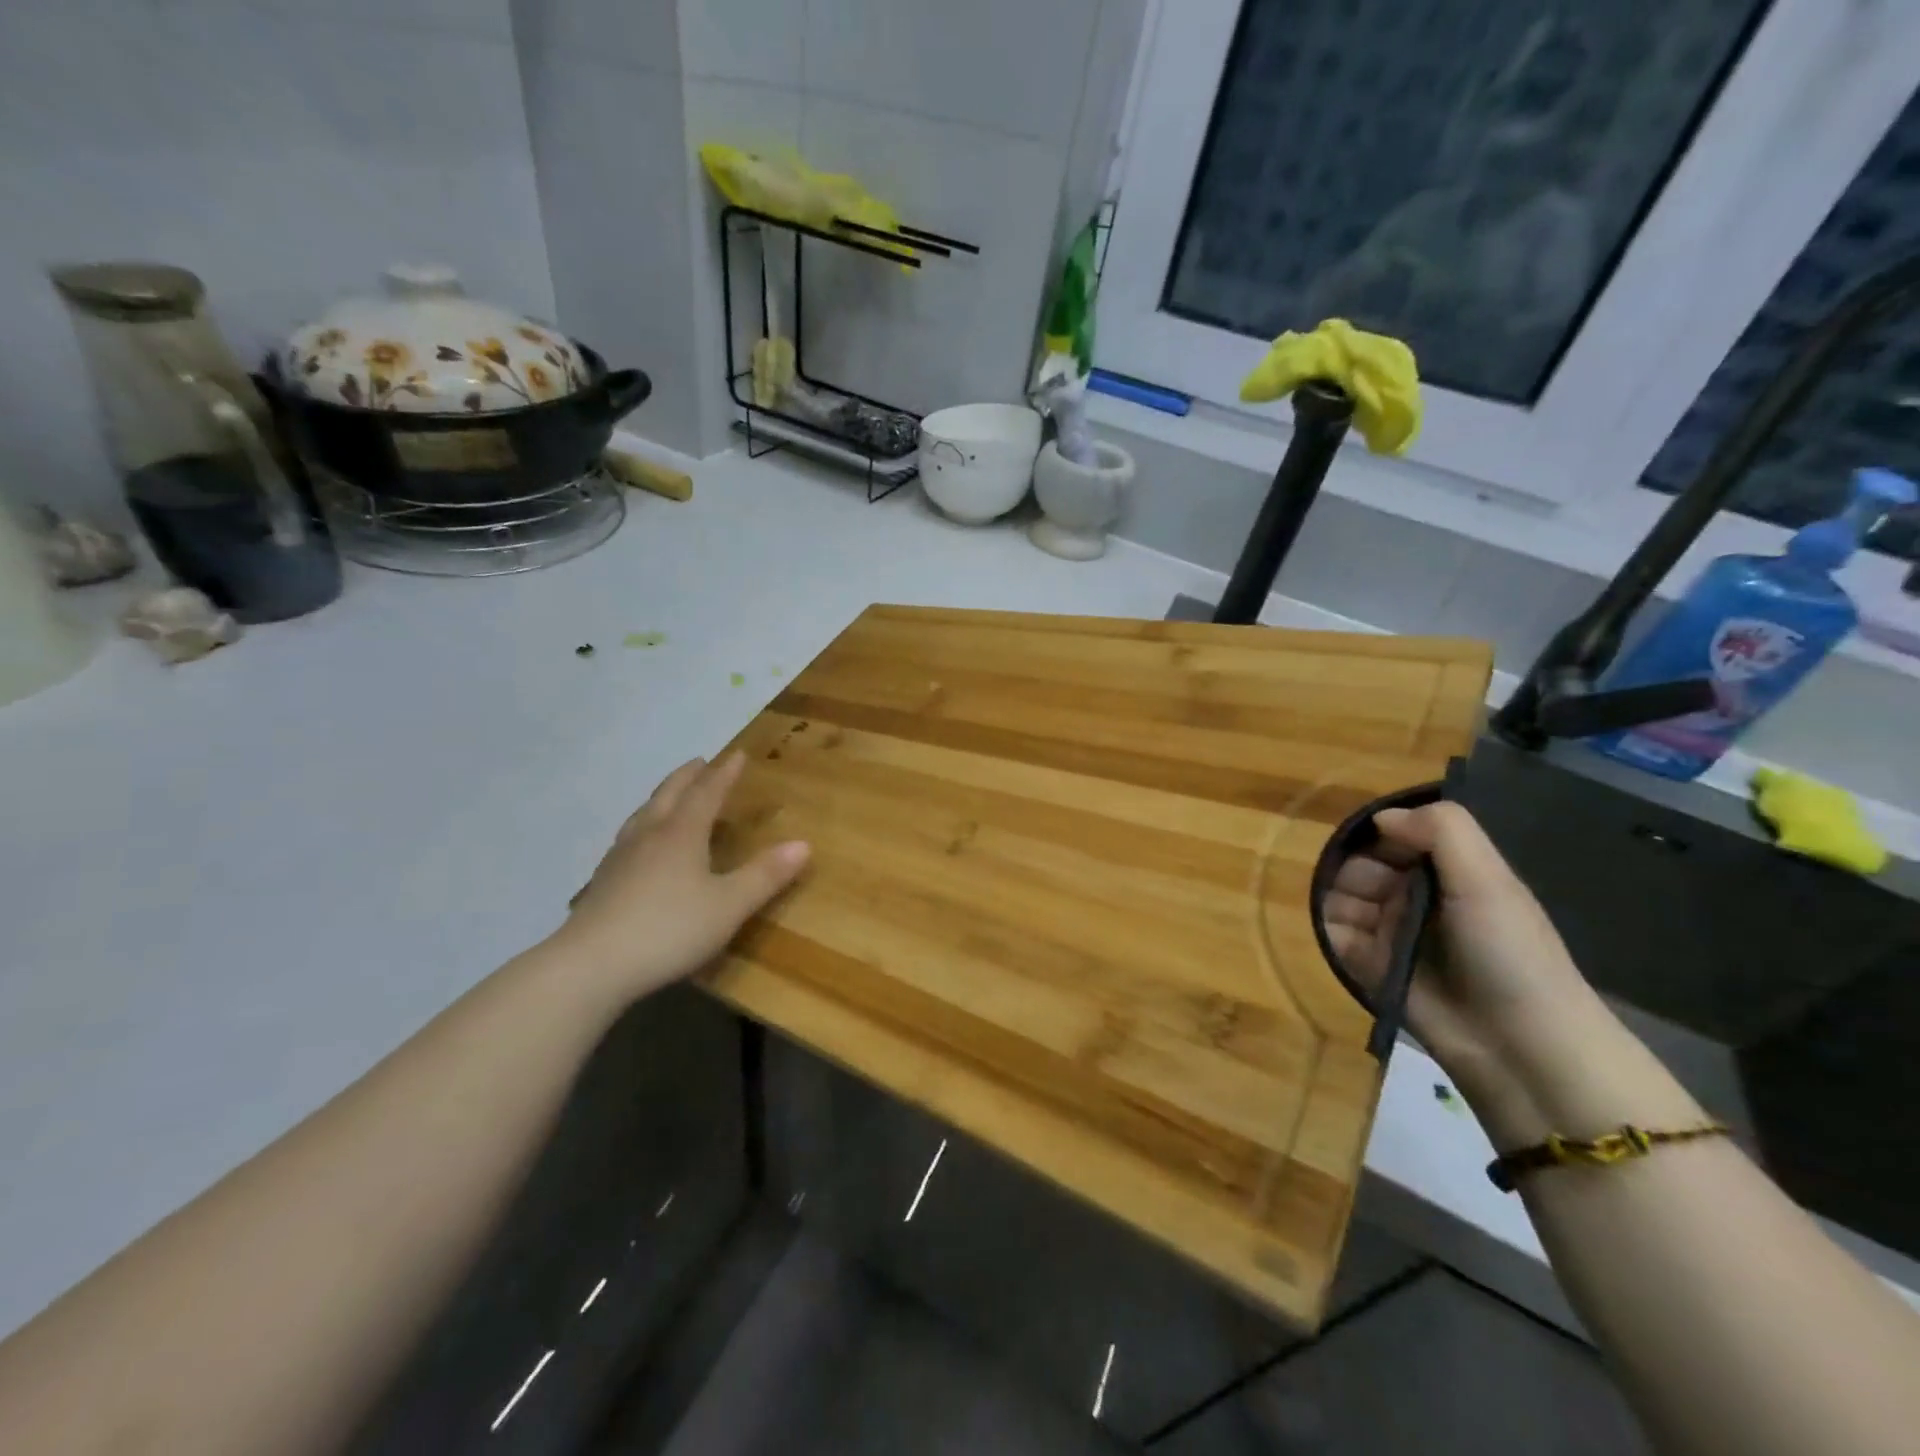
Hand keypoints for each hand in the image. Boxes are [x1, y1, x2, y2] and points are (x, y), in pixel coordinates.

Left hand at [556, 754, 809, 1000]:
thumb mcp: (729, 905)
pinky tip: (640, 846)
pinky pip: (628, 839)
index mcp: (681, 834)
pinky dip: (643, 826)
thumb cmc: (669, 928)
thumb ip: (765, 875)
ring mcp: (620, 859)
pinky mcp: (603, 883)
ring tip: (670, 796)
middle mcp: (649, 836)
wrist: (591, 965)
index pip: (707, 793)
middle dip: (688, 777)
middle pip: (669, 795)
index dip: (724, 774)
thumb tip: (803, 844)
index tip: (737, 755)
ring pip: (643, 815)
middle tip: (700, 763)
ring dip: (661, 798)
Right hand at [1321, 802, 1604, 1096]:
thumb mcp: (1487, 880)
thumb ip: (1441, 831)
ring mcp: (1392, 932)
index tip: (1380, 846)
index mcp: (1448, 871)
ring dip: (1339, 901)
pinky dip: (1331, 932)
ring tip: (1360, 924)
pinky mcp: (1371, 966)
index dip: (1381, 835)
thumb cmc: (1509, 953)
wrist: (1520, 1045)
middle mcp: (1416, 897)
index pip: (1396, 835)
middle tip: (1375, 897)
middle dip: (1356, 872)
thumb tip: (1381, 817)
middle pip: (1362, 864)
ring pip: (1341, 897)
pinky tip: (1349, 941)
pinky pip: (1335, 935)